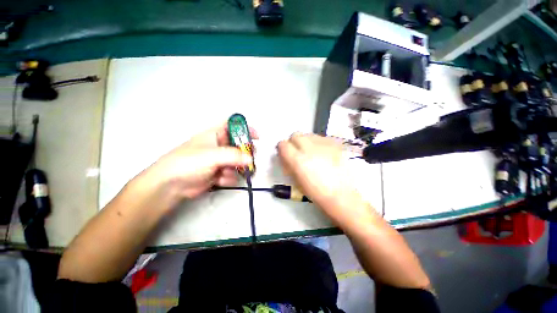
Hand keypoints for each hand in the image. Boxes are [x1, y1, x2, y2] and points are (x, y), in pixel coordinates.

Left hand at [145, 123, 257, 204]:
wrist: (171, 186)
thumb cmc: (188, 163)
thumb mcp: (211, 155)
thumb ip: (233, 156)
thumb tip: (251, 159)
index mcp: (215, 134)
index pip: (233, 125)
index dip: (245, 128)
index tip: (257, 137)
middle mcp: (219, 146)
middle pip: (240, 145)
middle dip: (245, 153)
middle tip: (249, 159)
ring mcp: (220, 160)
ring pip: (238, 162)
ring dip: (236, 168)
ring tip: (227, 173)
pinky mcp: (219, 173)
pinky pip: (232, 173)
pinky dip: (229, 177)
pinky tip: (220, 180)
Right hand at [277, 133, 373, 224]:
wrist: (340, 195)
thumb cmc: (315, 192)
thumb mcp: (295, 180)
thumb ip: (288, 165)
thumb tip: (286, 156)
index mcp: (297, 160)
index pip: (283, 144)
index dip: (282, 149)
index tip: (285, 154)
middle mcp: (309, 148)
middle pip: (295, 135)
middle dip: (294, 142)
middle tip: (298, 152)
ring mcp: (323, 145)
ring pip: (308, 134)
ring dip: (306, 141)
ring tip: (311, 152)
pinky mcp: (335, 144)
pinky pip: (321, 138)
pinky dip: (318, 143)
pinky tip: (322, 152)